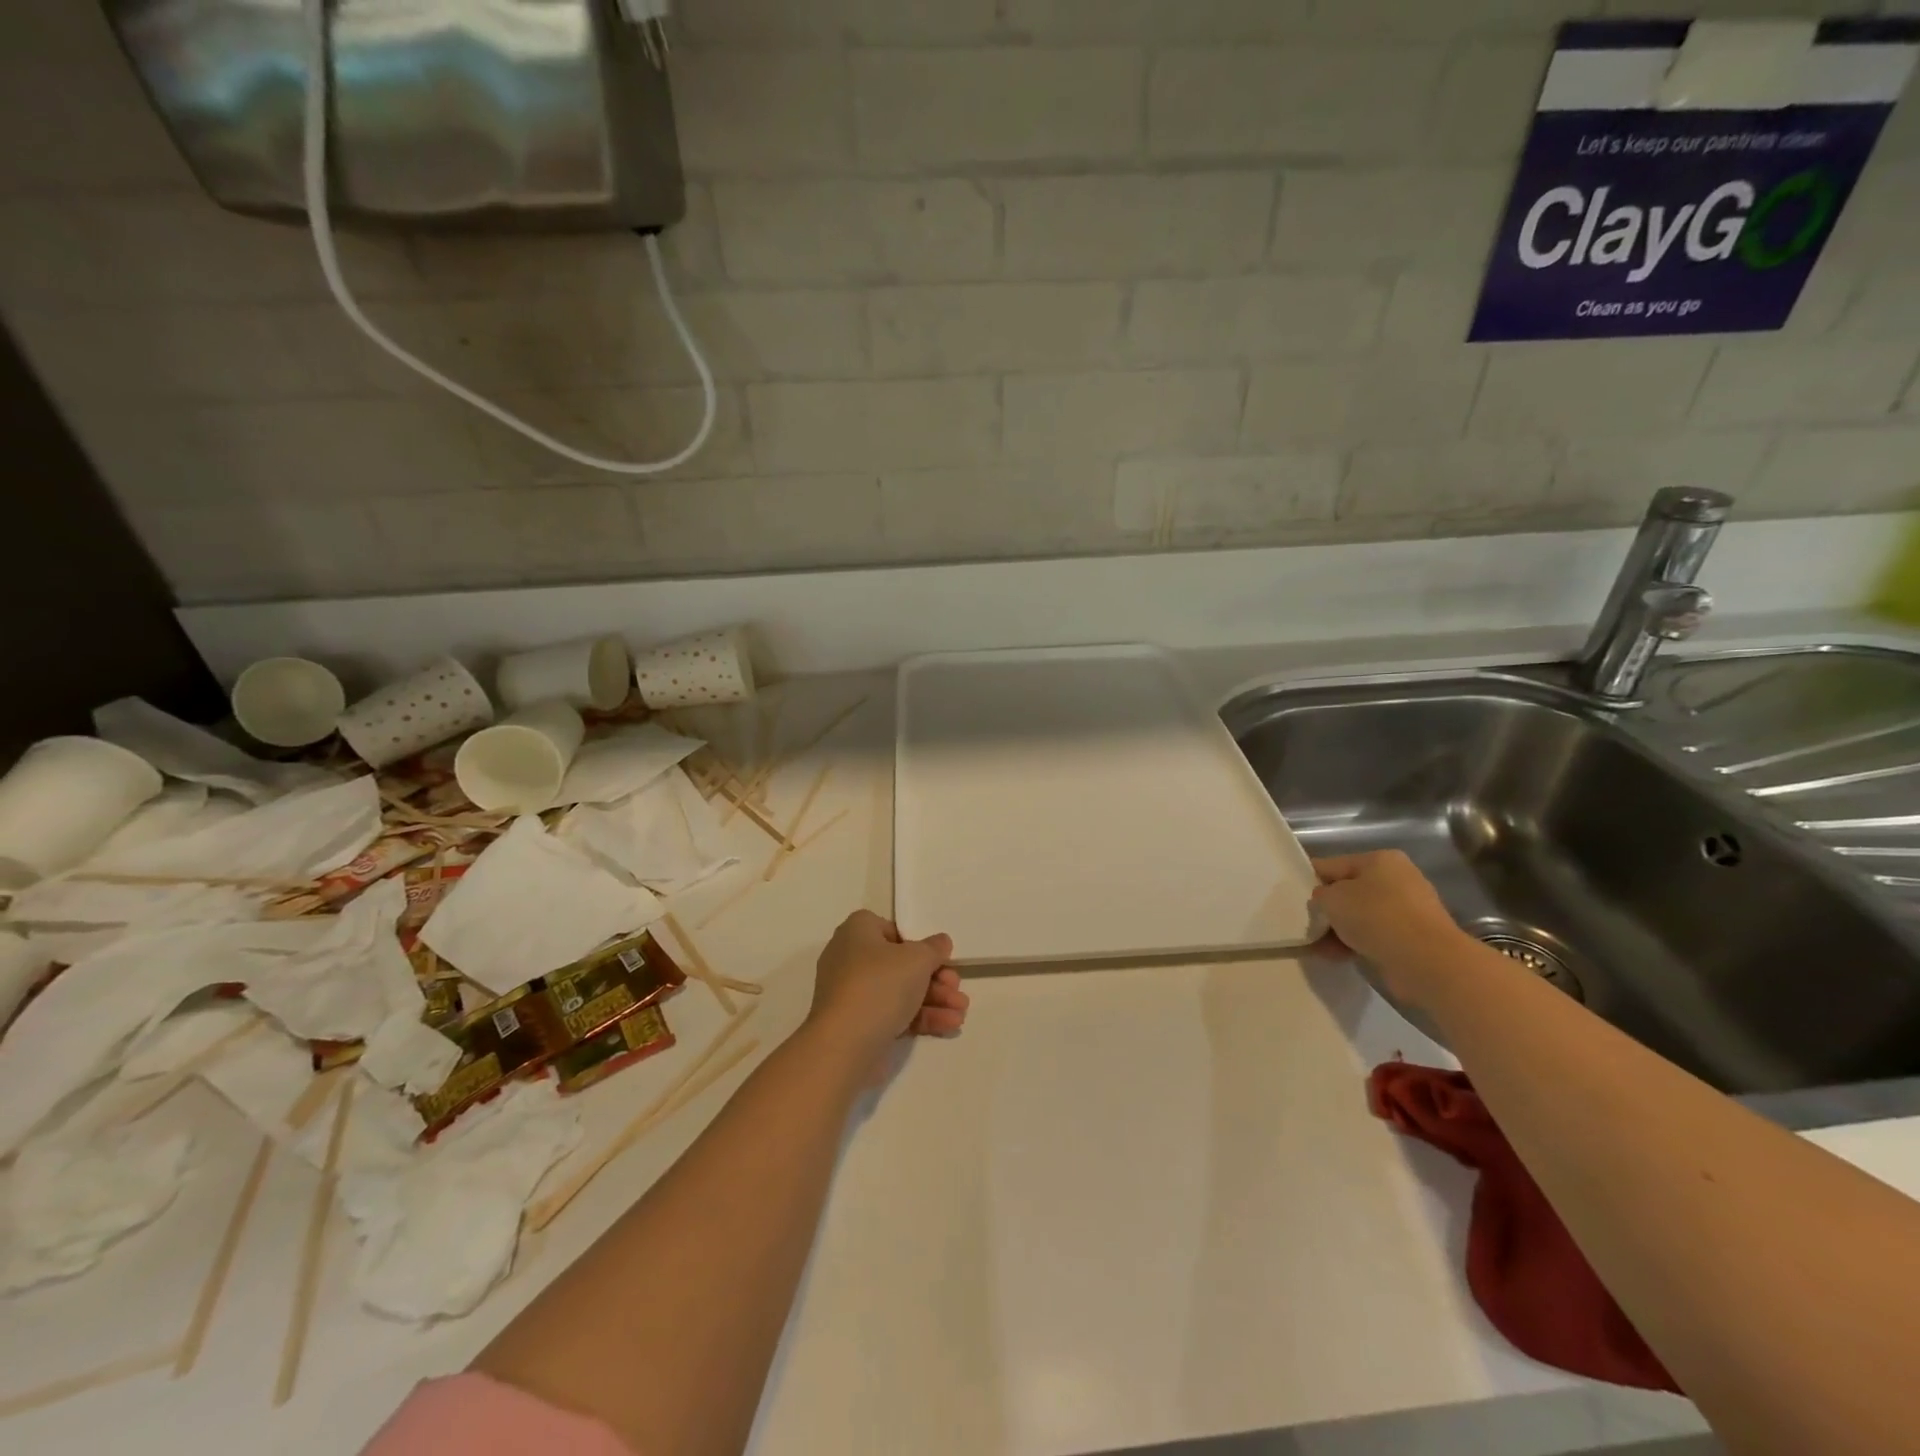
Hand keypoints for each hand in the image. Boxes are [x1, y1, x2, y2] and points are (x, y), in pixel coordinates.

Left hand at [806, 910, 968, 1058]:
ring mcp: (853, 994)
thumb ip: (934, 948)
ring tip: (961, 1011)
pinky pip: (894, 1013)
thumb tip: (941, 942)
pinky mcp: (859, 1024)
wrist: (845, 1044)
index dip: (918, 943)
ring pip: (900, 991)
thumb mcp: (917, 959)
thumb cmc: (880, 985)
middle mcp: (850, 958)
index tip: (939, 957)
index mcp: (857, 932)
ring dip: (934, 999)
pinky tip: (950, 1024)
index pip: (892, 930)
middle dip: (935, 977)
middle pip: (901, 963)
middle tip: (957, 987)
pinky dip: (921, 1017)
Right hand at [1311, 851, 1473, 1005]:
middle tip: (1306, 924)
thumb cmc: (1375, 916)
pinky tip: (1335, 956)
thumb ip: (1319, 895)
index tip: (1292, 897)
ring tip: (1317, 946)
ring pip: (1361, 917)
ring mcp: (1408, 911)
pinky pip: (1374, 937)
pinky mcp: (1413, 939)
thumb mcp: (1332, 898)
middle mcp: (1398, 880)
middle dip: (1328, 910)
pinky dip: (1355, 944)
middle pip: (1349, 892)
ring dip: (1339, 930)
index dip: (1311, 879)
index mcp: (1380, 860)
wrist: (1426, 961)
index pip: (1333, 865)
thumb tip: (1323, 901)